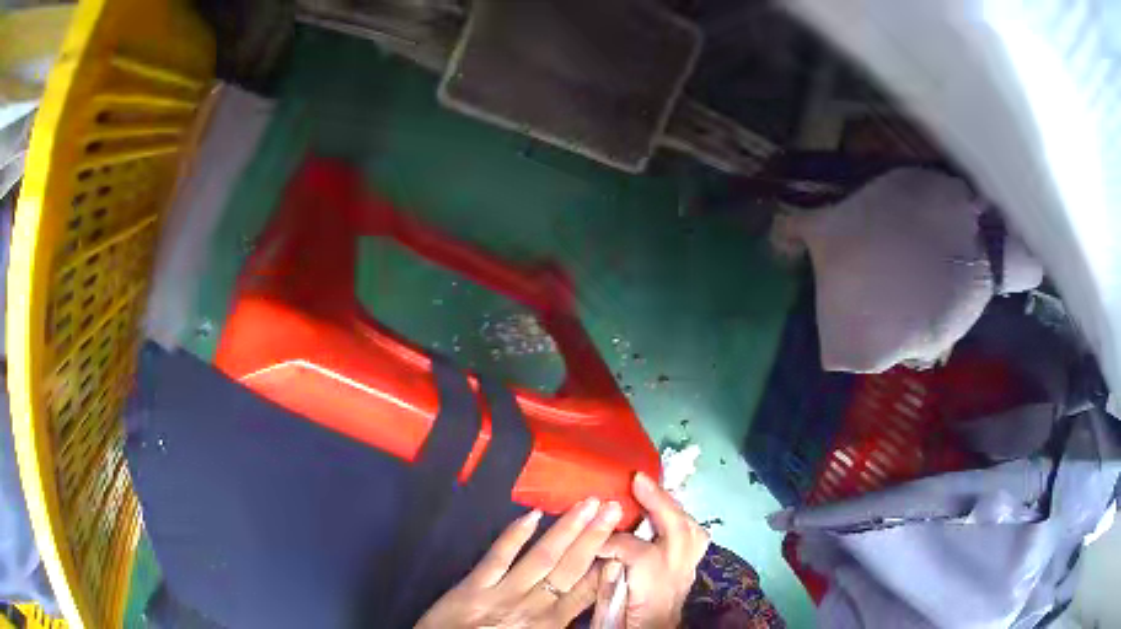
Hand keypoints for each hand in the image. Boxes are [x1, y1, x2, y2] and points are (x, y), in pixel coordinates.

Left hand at [416, 497, 622, 628]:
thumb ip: (560, 620)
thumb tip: (583, 595)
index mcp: (550, 624)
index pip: (587, 590)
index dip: (606, 563)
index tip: (623, 538)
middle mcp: (533, 607)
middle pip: (570, 568)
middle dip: (594, 537)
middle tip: (612, 507)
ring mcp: (503, 594)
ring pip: (542, 558)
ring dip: (566, 529)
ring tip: (587, 505)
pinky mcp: (474, 587)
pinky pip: (498, 557)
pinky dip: (514, 536)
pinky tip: (532, 515)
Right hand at [591, 473, 709, 628]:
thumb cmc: (626, 627)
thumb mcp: (607, 610)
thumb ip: (606, 580)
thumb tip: (603, 552)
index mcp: (654, 587)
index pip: (635, 551)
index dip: (610, 541)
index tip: (590, 539)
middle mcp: (678, 575)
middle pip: (678, 529)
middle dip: (658, 501)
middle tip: (638, 479)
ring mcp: (689, 573)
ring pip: (693, 531)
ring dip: (674, 508)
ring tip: (653, 492)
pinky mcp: (691, 573)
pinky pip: (695, 540)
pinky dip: (682, 522)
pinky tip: (666, 515)